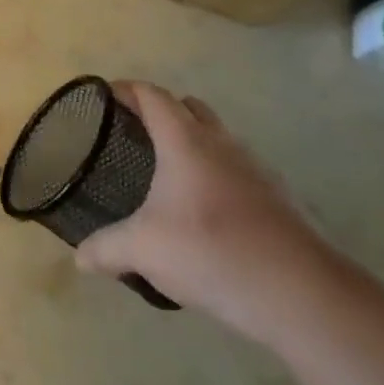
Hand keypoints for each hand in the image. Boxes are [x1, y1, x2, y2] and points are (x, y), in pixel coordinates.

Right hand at [75, 81, 341, 345]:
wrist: (303, 294)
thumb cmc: (212, 251)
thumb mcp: (144, 250)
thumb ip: (106, 248)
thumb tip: (80, 258)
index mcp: (185, 140)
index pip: (152, 95)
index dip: (127, 90)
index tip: (105, 97)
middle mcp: (222, 144)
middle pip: (189, 107)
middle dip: (161, 112)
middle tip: (134, 134)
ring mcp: (257, 170)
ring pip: (218, 139)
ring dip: (193, 144)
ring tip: (167, 176)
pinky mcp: (280, 200)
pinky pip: (238, 171)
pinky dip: (217, 176)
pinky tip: (205, 213)